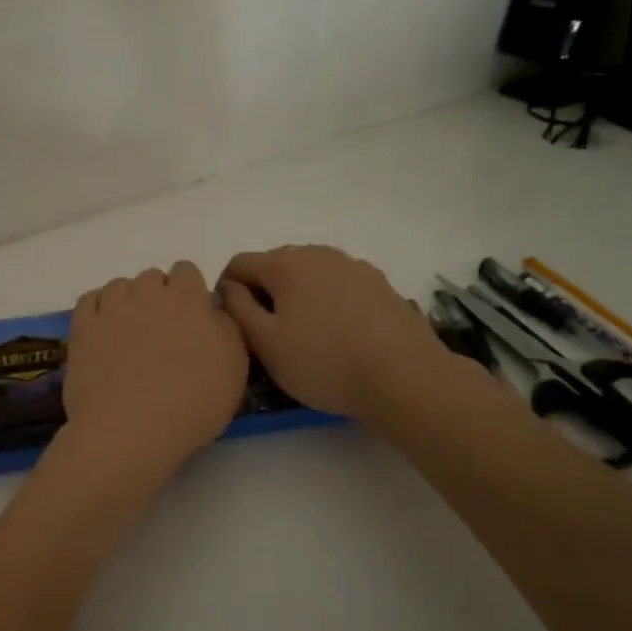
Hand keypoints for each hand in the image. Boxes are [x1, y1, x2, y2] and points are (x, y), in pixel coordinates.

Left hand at [62, 261, 248, 476]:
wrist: (129, 430)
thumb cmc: (192, 404)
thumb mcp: (234, 368)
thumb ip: (226, 327)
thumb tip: (212, 308)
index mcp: (189, 299)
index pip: (188, 272)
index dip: (189, 293)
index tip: (191, 321)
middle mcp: (149, 292)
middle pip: (153, 278)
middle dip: (158, 297)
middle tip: (161, 334)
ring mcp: (112, 306)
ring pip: (120, 286)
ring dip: (127, 302)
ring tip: (129, 336)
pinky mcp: (83, 325)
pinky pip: (90, 300)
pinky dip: (98, 310)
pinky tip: (103, 333)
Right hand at [219, 245, 450, 423]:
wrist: (406, 377)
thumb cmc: (324, 361)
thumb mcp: (265, 343)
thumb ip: (237, 308)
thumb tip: (227, 287)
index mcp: (286, 263)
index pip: (239, 264)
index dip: (226, 291)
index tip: (233, 325)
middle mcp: (319, 253)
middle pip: (275, 266)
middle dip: (263, 293)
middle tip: (265, 335)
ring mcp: (354, 266)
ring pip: (309, 275)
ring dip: (296, 297)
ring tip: (303, 336)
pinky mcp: (380, 285)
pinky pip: (338, 287)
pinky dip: (327, 303)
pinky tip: (337, 336)